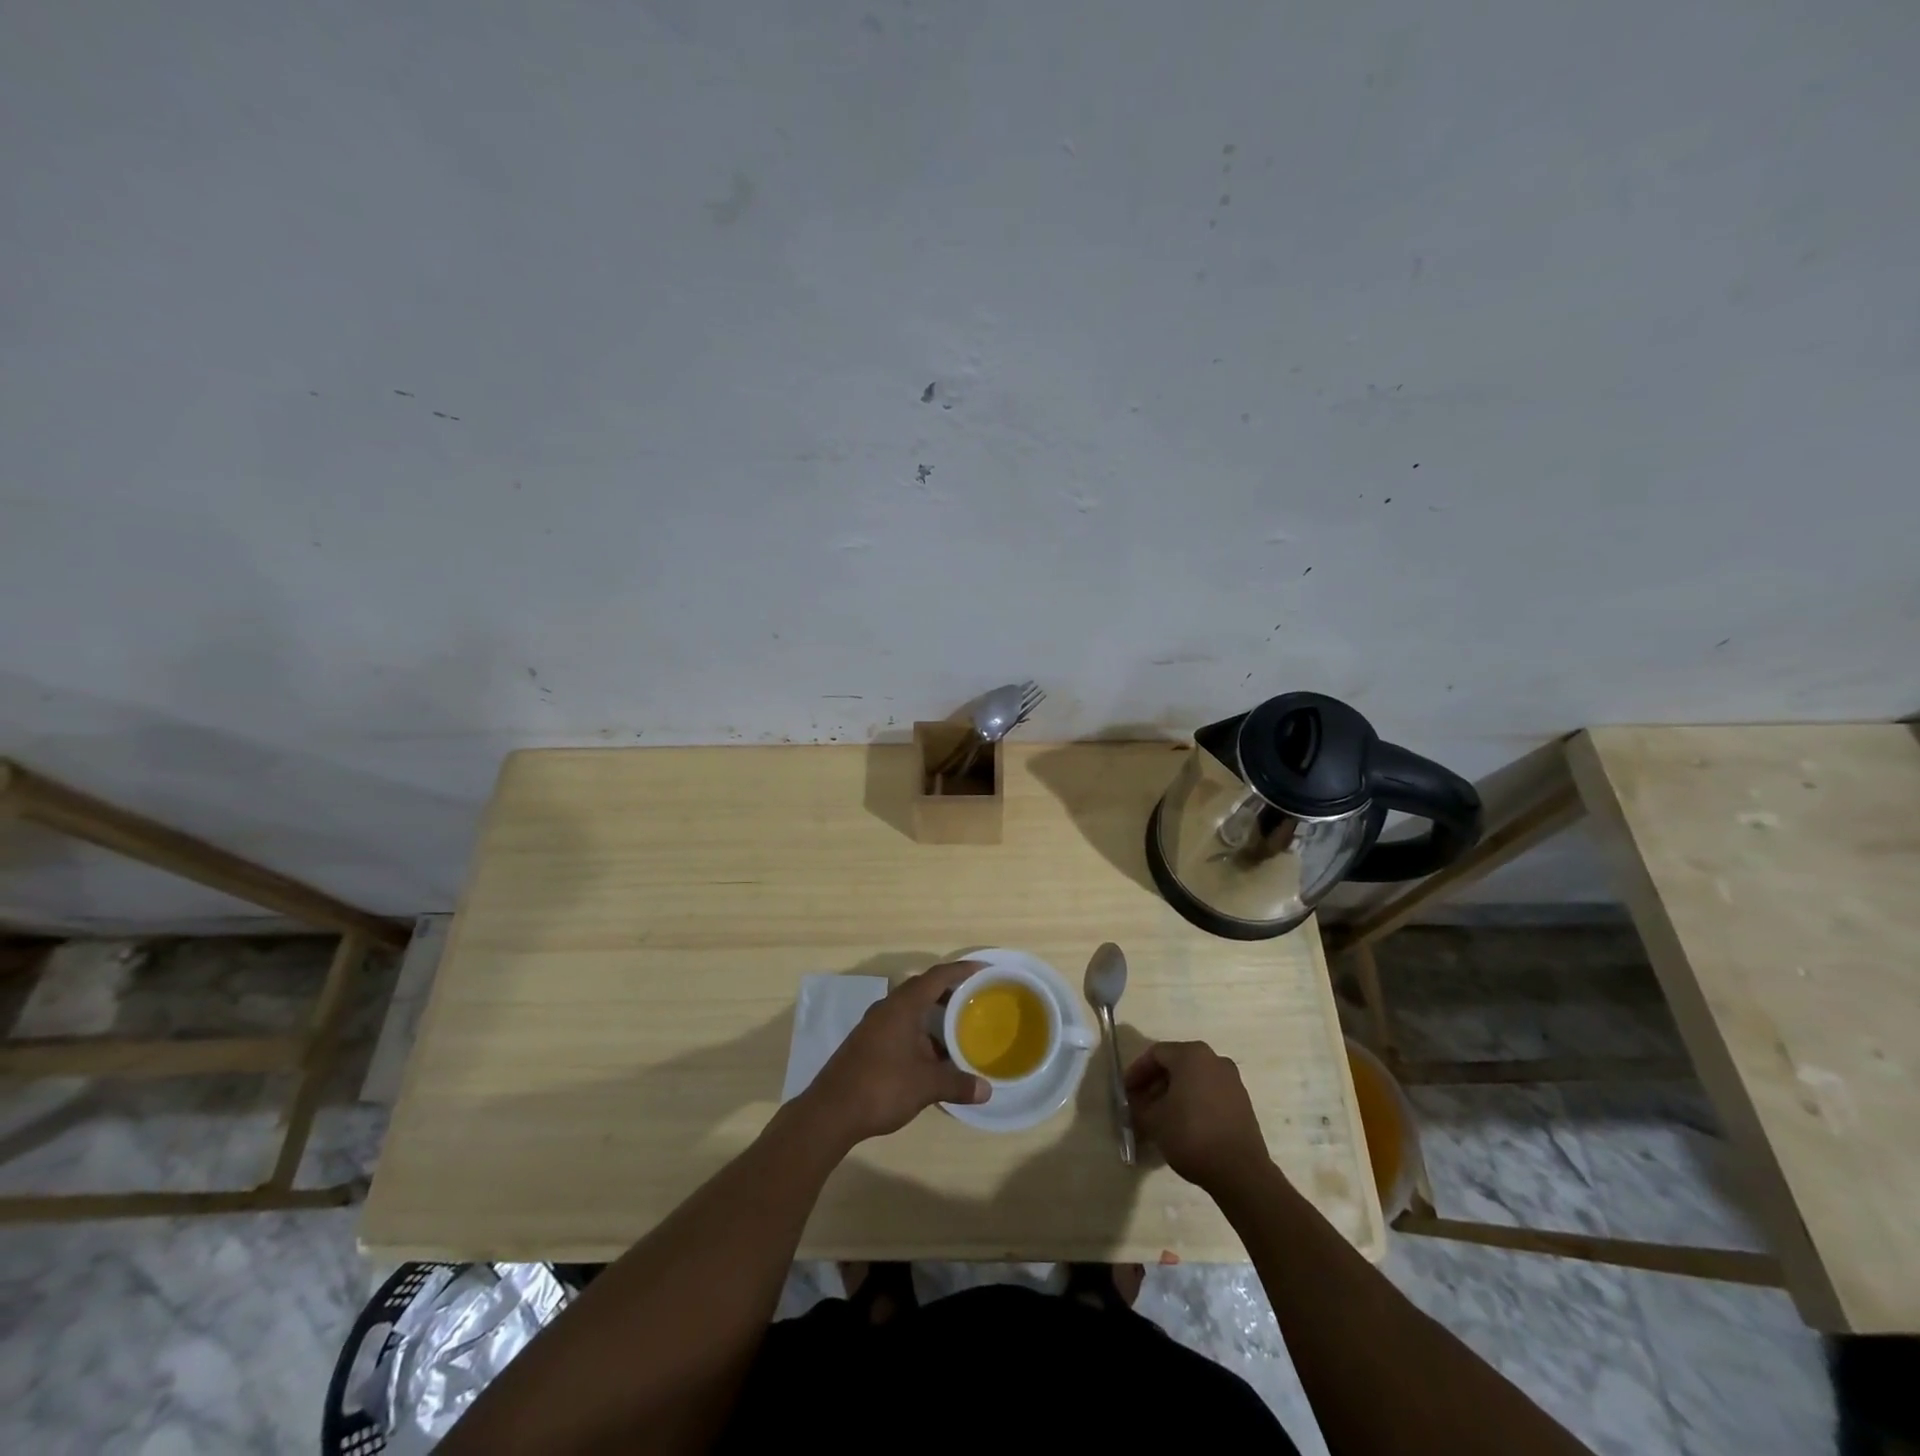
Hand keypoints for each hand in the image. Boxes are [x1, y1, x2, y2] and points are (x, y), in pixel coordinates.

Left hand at [801, 961, 989, 1146]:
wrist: (830, 1112)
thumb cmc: (881, 1087)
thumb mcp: (926, 1085)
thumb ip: (957, 1083)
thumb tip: (987, 1090)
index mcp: (903, 1006)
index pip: (937, 976)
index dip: (961, 970)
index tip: (984, 970)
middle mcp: (888, 1008)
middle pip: (923, 989)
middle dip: (949, 991)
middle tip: (974, 999)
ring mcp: (875, 1025)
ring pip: (910, 1009)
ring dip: (933, 1015)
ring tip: (958, 1029)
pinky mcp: (867, 1043)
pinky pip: (900, 1025)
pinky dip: (920, 1032)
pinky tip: (932, 1056)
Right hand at [1125, 1040, 1270, 1193]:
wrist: (1241, 1172)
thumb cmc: (1191, 1135)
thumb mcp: (1154, 1121)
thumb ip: (1138, 1107)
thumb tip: (1134, 1104)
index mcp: (1192, 1055)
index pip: (1156, 1054)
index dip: (1137, 1072)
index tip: (1126, 1092)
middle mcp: (1214, 1059)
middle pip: (1176, 1064)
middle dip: (1155, 1084)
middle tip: (1140, 1104)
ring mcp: (1232, 1081)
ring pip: (1193, 1079)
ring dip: (1173, 1094)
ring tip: (1159, 1118)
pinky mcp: (1242, 1103)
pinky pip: (1209, 1093)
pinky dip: (1193, 1103)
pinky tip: (1183, 1125)